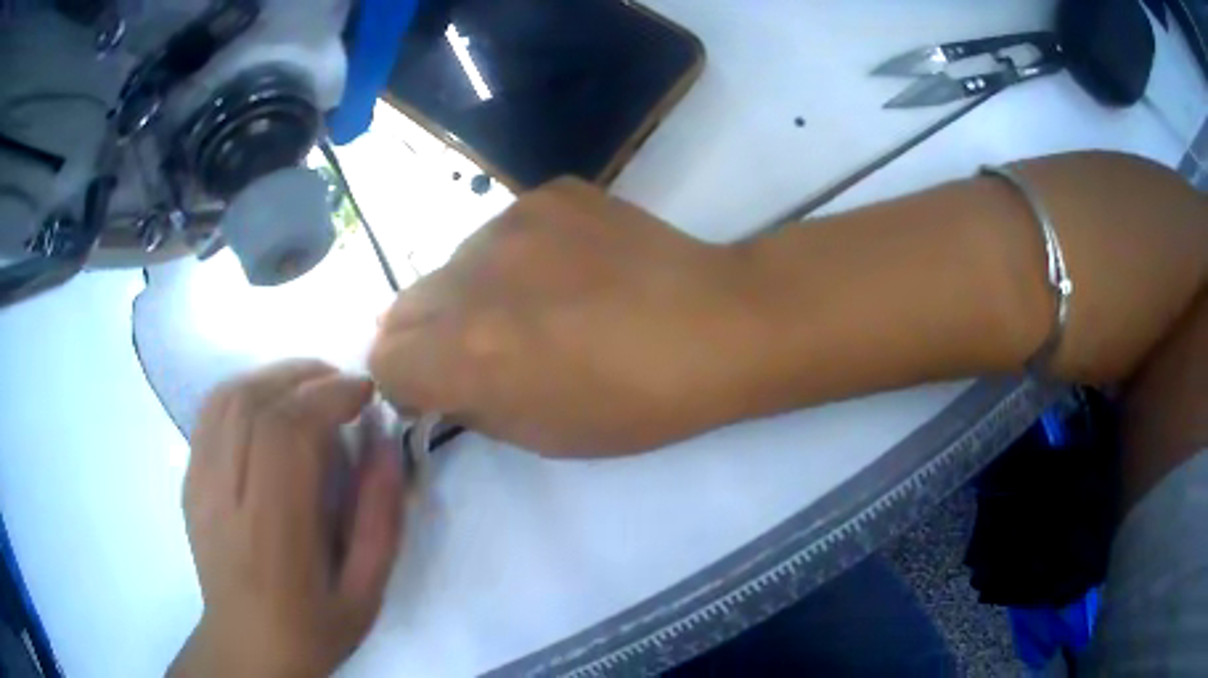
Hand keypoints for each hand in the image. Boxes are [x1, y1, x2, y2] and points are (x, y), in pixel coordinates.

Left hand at [170, 362, 403, 677]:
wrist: (247, 646)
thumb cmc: (312, 626)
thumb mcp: (366, 591)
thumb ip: (380, 519)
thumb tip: (387, 445)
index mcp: (272, 535)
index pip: (286, 433)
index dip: (328, 396)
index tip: (364, 393)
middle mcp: (225, 499)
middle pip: (253, 404)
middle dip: (304, 377)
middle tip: (343, 384)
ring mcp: (198, 484)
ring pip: (228, 398)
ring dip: (273, 377)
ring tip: (310, 386)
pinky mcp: (188, 478)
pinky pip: (210, 413)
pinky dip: (245, 391)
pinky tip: (270, 403)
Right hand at [370, 178, 764, 456]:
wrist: (717, 324)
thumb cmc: (637, 401)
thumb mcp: (541, 435)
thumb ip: (469, 404)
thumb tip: (435, 379)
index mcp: (468, 351)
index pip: (384, 358)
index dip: (405, 379)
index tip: (435, 386)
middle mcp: (473, 276)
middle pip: (404, 306)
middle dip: (426, 336)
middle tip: (478, 348)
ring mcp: (512, 222)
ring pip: (454, 264)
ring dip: (472, 291)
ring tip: (536, 304)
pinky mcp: (549, 194)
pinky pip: (503, 231)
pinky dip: (516, 256)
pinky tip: (569, 269)